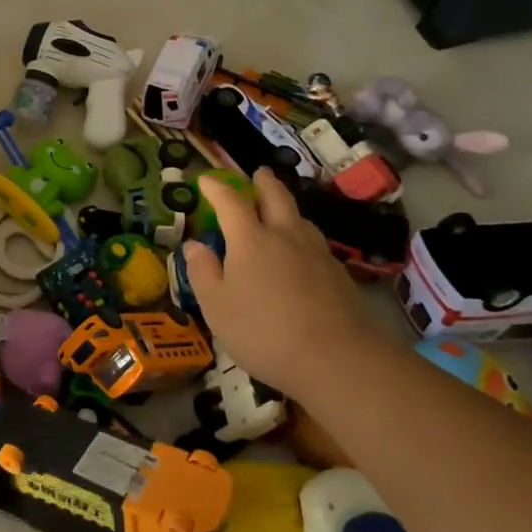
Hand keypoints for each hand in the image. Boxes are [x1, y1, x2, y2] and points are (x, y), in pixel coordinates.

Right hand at [182, 170, 380, 399]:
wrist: (336, 358)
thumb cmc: (263, 331)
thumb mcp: (216, 306)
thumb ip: (202, 272)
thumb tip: (194, 245)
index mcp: (250, 239)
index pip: (230, 202)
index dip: (216, 187)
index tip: (205, 179)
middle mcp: (285, 235)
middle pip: (276, 196)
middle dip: (263, 182)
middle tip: (257, 173)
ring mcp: (316, 253)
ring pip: (299, 217)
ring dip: (286, 206)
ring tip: (279, 210)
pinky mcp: (337, 273)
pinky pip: (314, 241)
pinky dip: (301, 235)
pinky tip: (300, 252)